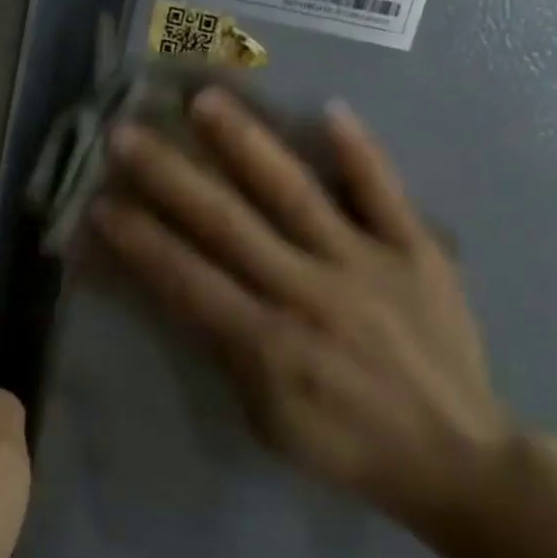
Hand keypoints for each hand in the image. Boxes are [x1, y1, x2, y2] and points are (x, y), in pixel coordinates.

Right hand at [93, 88, 511, 546]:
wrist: (456, 458)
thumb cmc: (346, 446)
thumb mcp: (267, 420)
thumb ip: (227, 352)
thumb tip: (189, 290)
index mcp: (266, 343)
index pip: (186, 278)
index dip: (139, 240)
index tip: (100, 202)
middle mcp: (307, 291)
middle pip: (227, 223)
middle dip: (170, 176)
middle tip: (127, 132)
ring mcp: (365, 264)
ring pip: (294, 193)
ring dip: (246, 144)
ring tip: (206, 98)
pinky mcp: (416, 253)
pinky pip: (385, 194)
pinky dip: (360, 152)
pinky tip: (330, 108)